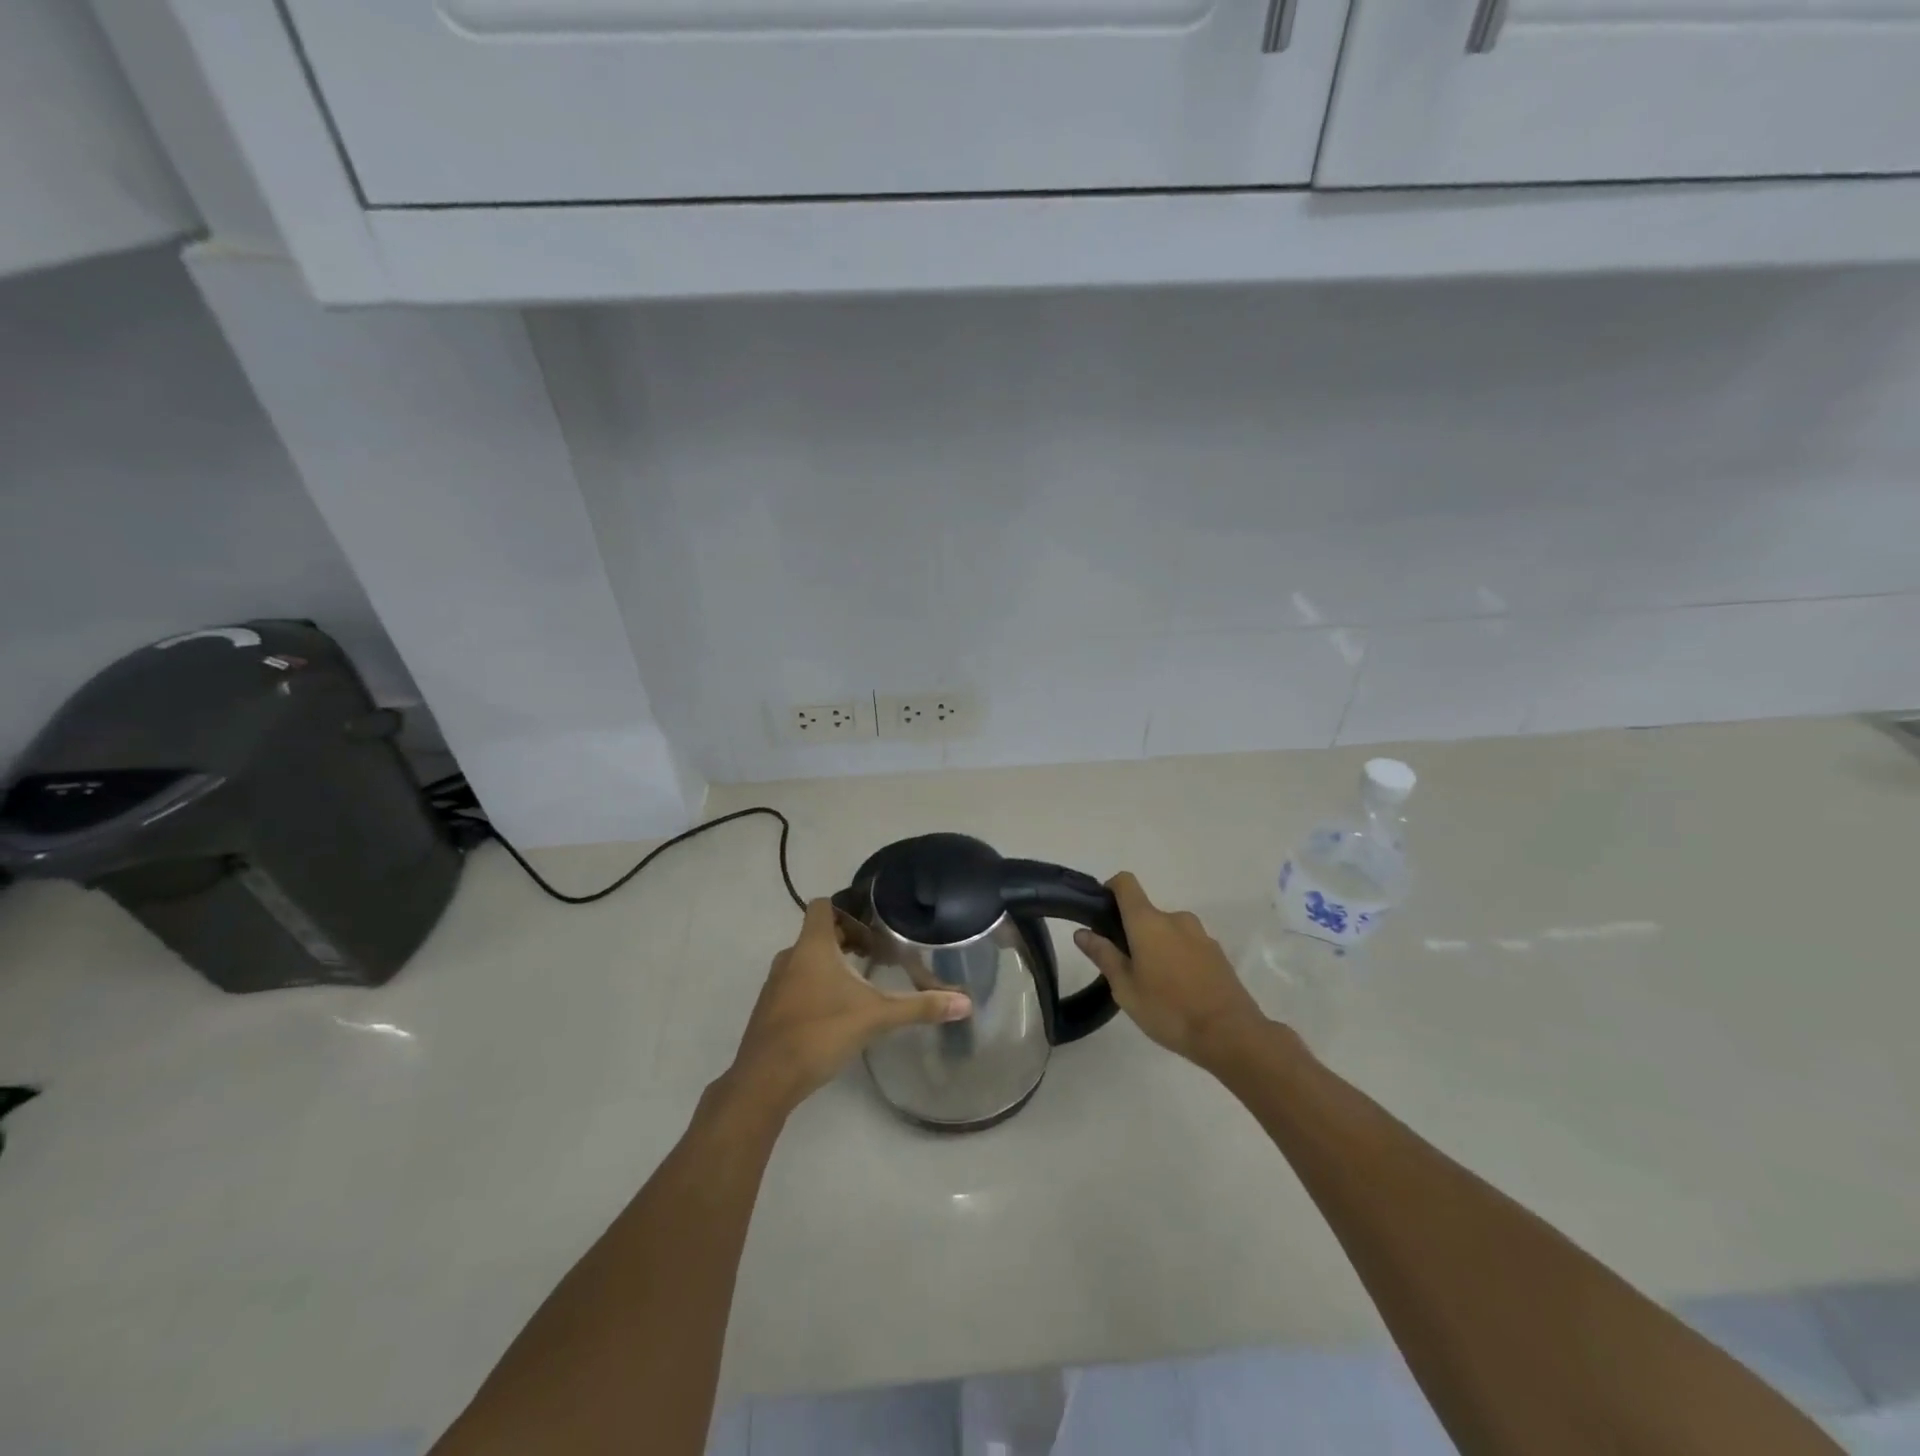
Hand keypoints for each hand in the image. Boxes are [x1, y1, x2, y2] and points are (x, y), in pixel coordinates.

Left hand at [724, 899, 971, 1115]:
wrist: (765, 1080)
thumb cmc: (820, 1032)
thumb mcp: (876, 1017)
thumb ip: (919, 1007)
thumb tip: (965, 1002)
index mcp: (812, 946)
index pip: (822, 906)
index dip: (846, 910)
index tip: (871, 928)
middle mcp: (789, 958)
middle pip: (816, 934)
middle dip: (846, 940)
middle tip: (875, 957)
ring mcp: (775, 985)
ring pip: (805, 961)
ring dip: (830, 966)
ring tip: (859, 985)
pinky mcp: (769, 1011)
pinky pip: (795, 986)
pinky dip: (815, 988)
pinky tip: (835, 1014)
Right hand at [1074, 872, 1268, 1073]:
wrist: (1230, 1034)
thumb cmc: (1168, 1010)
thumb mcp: (1125, 988)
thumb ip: (1103, 956)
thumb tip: (1082, 932)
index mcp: (1148, 922)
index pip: (1126, 883)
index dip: (1111, 889)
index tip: (1102, 913)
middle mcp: (1175, 918)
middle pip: (1146, 913)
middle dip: (1133, 933)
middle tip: (1126, 968)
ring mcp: (1200, 934)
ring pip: (1168, 931)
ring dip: (1157, 947)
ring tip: (1155, 985)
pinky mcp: (1218, 952)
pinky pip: (1188, 945)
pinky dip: (1178, 958)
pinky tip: (1179, 991)